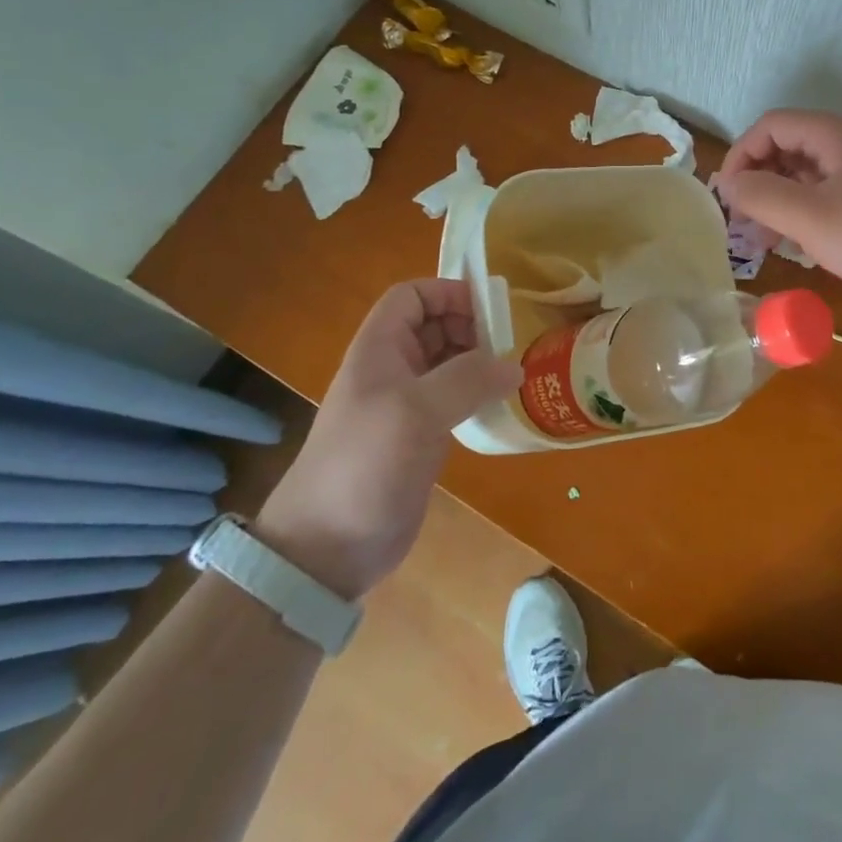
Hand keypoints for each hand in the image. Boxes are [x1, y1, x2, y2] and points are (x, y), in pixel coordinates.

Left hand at [256, 280, 519, 599]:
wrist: (326, 548)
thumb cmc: (364, 464)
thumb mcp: (415, 412)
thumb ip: (467, 379)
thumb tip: (515, 365)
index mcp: (379, 349)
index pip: (412, 296)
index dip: (448, 293)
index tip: (491, 309)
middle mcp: (391, 369)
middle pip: (434, 326)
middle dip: (472, 326)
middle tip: (511, 344)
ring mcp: (405, 405)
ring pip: (447, 363)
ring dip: (479, 360)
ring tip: (514, 371)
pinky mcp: (419, 437)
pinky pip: (454, 399)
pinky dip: (478, 394)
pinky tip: (502, 404)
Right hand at [717, 109, 841, 317]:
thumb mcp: (809, 217)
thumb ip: (760, 195)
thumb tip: (728, 183)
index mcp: (835, 134)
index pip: (770, 126)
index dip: (741, 155)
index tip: (728, 197)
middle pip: (789, 147)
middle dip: (758, 181)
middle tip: (743, 222)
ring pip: (809, 176)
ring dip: (780, 201)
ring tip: (764, 240)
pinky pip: (831, 197)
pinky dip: (807, 215)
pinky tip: (801, 247)